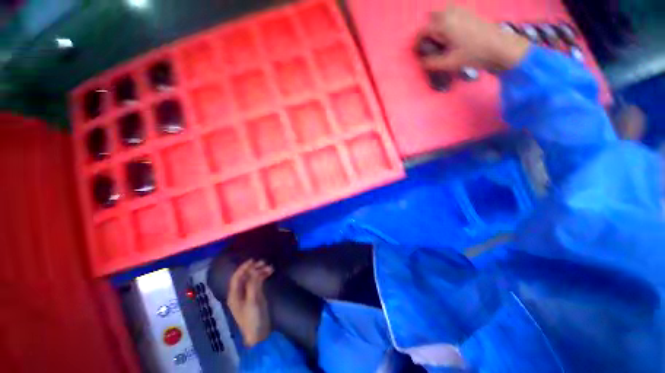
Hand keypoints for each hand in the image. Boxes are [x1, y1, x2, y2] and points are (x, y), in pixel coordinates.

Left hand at [227, 259, 273, 346]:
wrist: (259, 334)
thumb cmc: (252, 318)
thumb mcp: (253, 300)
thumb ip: (253, 284)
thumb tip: (255, 269)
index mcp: (234, 295)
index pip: (237, 277)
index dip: (243, 268)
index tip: (253, 260)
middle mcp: (239, 293)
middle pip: (245, 277)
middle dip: (254, 269)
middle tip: (264, 262)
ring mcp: (247, 295)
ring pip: (252, 279)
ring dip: (260, 272)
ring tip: (270, 267)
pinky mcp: (255, 297)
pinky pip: (258, 283)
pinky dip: (263, 277)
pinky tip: (269, 273)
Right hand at [419, 6, 529, 71]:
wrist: (499, 46)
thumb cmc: (473, 55)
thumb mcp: (449, 63)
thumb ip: (432, 63)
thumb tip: (421, 62)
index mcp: (444, 25)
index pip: (423, 30)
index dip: (417, 41)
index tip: (416, 50)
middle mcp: (451, 13)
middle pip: (432, 16)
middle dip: (427, 28)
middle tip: (428, 43)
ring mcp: (461, 11)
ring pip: (442, 11)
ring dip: (437, 22)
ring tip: (439, 38)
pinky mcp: (469, 12)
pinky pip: (453, 11)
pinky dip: (447, 19)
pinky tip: (451, 32)